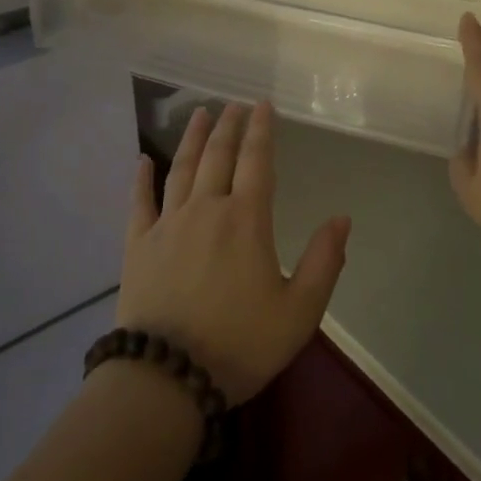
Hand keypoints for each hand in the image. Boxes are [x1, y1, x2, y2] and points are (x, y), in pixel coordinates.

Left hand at [117, 102, 351, 405]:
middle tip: (235, 104)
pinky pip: (139, 201)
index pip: (257, 162)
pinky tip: (142, 159)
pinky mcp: (138, 244)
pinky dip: (141, 178)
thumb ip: (325, 262)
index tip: (263, 104)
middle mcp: (206, 209)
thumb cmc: (240, 344)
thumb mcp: (300, 312)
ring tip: (200, 114)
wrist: (168, 376)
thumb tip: (342, 218)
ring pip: (181, 168)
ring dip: (192, 138)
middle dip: (229, 126)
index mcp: (246, 220)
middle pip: (218, 156)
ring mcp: (168, 223)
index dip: (262, 130)